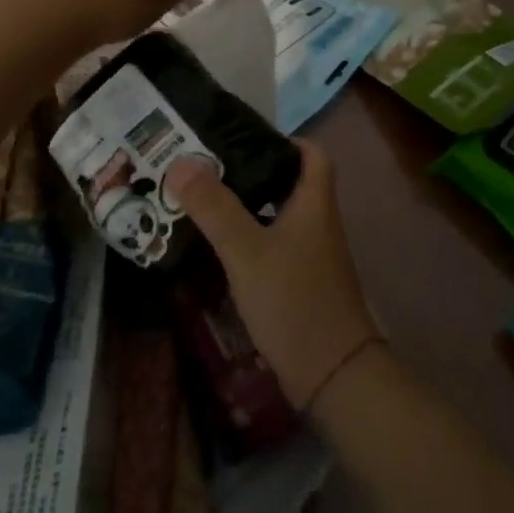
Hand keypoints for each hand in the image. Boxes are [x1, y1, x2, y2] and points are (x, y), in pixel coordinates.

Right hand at [168, 143, 380, 409]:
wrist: (332, 375)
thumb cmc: (294, 301)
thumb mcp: (247, 251)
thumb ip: (214, 207)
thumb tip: (181, 162)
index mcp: (314, 205)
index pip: (312, 155)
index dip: (285, 139)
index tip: (244, 137)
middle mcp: (318, 225)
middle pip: (290, 184)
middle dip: (253, 172)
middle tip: (208, 167)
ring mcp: (312, 257)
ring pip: (279, 217)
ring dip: (247, 207)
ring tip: (202, 201)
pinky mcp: (301, 284)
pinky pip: (274, 247)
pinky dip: (249, 240)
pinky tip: (219, 248)